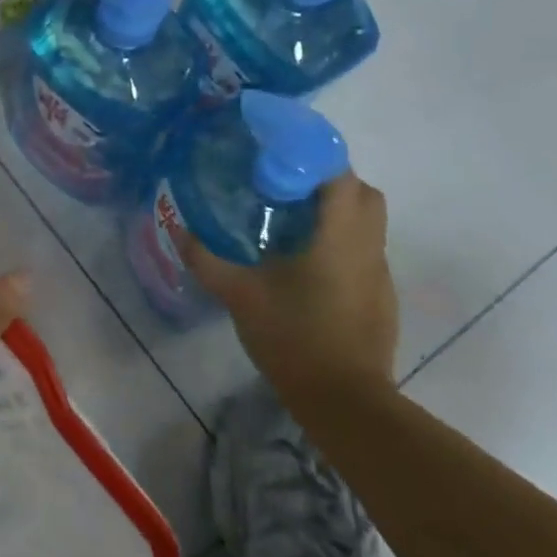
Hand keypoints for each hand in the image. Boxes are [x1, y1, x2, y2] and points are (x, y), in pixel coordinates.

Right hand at [181, 171, 397, 406]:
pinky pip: (365, 250)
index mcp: (338, 236)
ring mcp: (379, 273)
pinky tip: (308, 264)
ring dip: (337, 210)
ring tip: (292, 221)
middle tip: (285, 185)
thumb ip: (205, 258)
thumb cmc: (292, 336)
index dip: (312, 156)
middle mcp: (367, 246)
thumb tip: (175, 227)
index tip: (277, 157)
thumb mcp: (238, 294)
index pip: (339, 174)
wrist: (343, 400)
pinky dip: (341, 241)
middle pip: (363, 192)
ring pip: (368, 222)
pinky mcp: (381, 296)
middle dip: (328, 179)